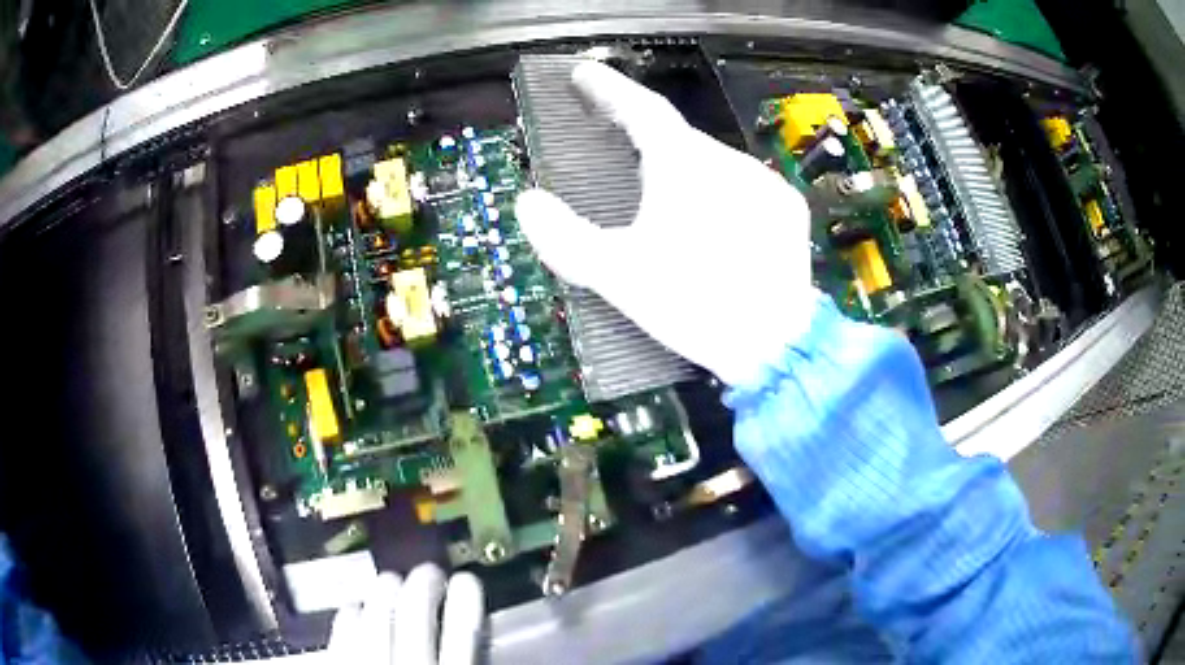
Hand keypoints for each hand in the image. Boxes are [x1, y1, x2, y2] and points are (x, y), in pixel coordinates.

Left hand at [327, 564, 483, 664]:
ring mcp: (367, 662)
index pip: (463, 630)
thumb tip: (480, 642)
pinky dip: (350, 614)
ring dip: (385, 591)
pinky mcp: (338, 662)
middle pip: (415, 612)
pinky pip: (340, 629)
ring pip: (374, 613)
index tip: (468, 580)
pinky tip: (354, 608)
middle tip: (430, 572)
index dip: (467, 598)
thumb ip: (468, 662)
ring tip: (392, 581)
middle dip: (424, 583)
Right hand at [514, 61, 818, 387]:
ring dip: (685, 172)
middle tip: (619, 145)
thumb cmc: (693, 302)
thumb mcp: (618, 275)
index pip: (641, 108)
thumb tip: (528, 204)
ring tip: (667, 204)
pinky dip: (721, 194)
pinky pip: (744, 186)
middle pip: (678, 138)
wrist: (774, 344)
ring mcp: (763, 183)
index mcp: (683, 165)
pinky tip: (715, 224)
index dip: (609, 88)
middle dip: (646, 138)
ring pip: (713, 163)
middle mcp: (728, 160)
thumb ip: (565, 238)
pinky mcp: (787, 210)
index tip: (584, 74)